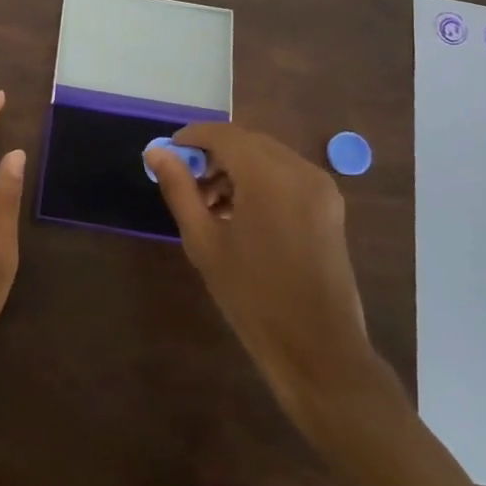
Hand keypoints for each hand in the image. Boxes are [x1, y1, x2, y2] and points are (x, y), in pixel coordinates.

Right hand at [148, 124, 373, 422]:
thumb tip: (155, 152)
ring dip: (236, 169)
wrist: (318, 350)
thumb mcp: (204, 242)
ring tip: (210, 206)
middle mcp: (300, 170)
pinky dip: (259, 182)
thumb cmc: (253, 297)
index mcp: (269, 176)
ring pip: (267, 157)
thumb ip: (179, 189)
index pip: (223, 134)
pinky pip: (286, 176)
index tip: (167, 156)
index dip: (192, 138)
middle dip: (213, 156)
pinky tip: (240, 215)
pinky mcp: (329, 206)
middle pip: (247, 142)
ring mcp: (320, 187)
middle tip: (186, 186)